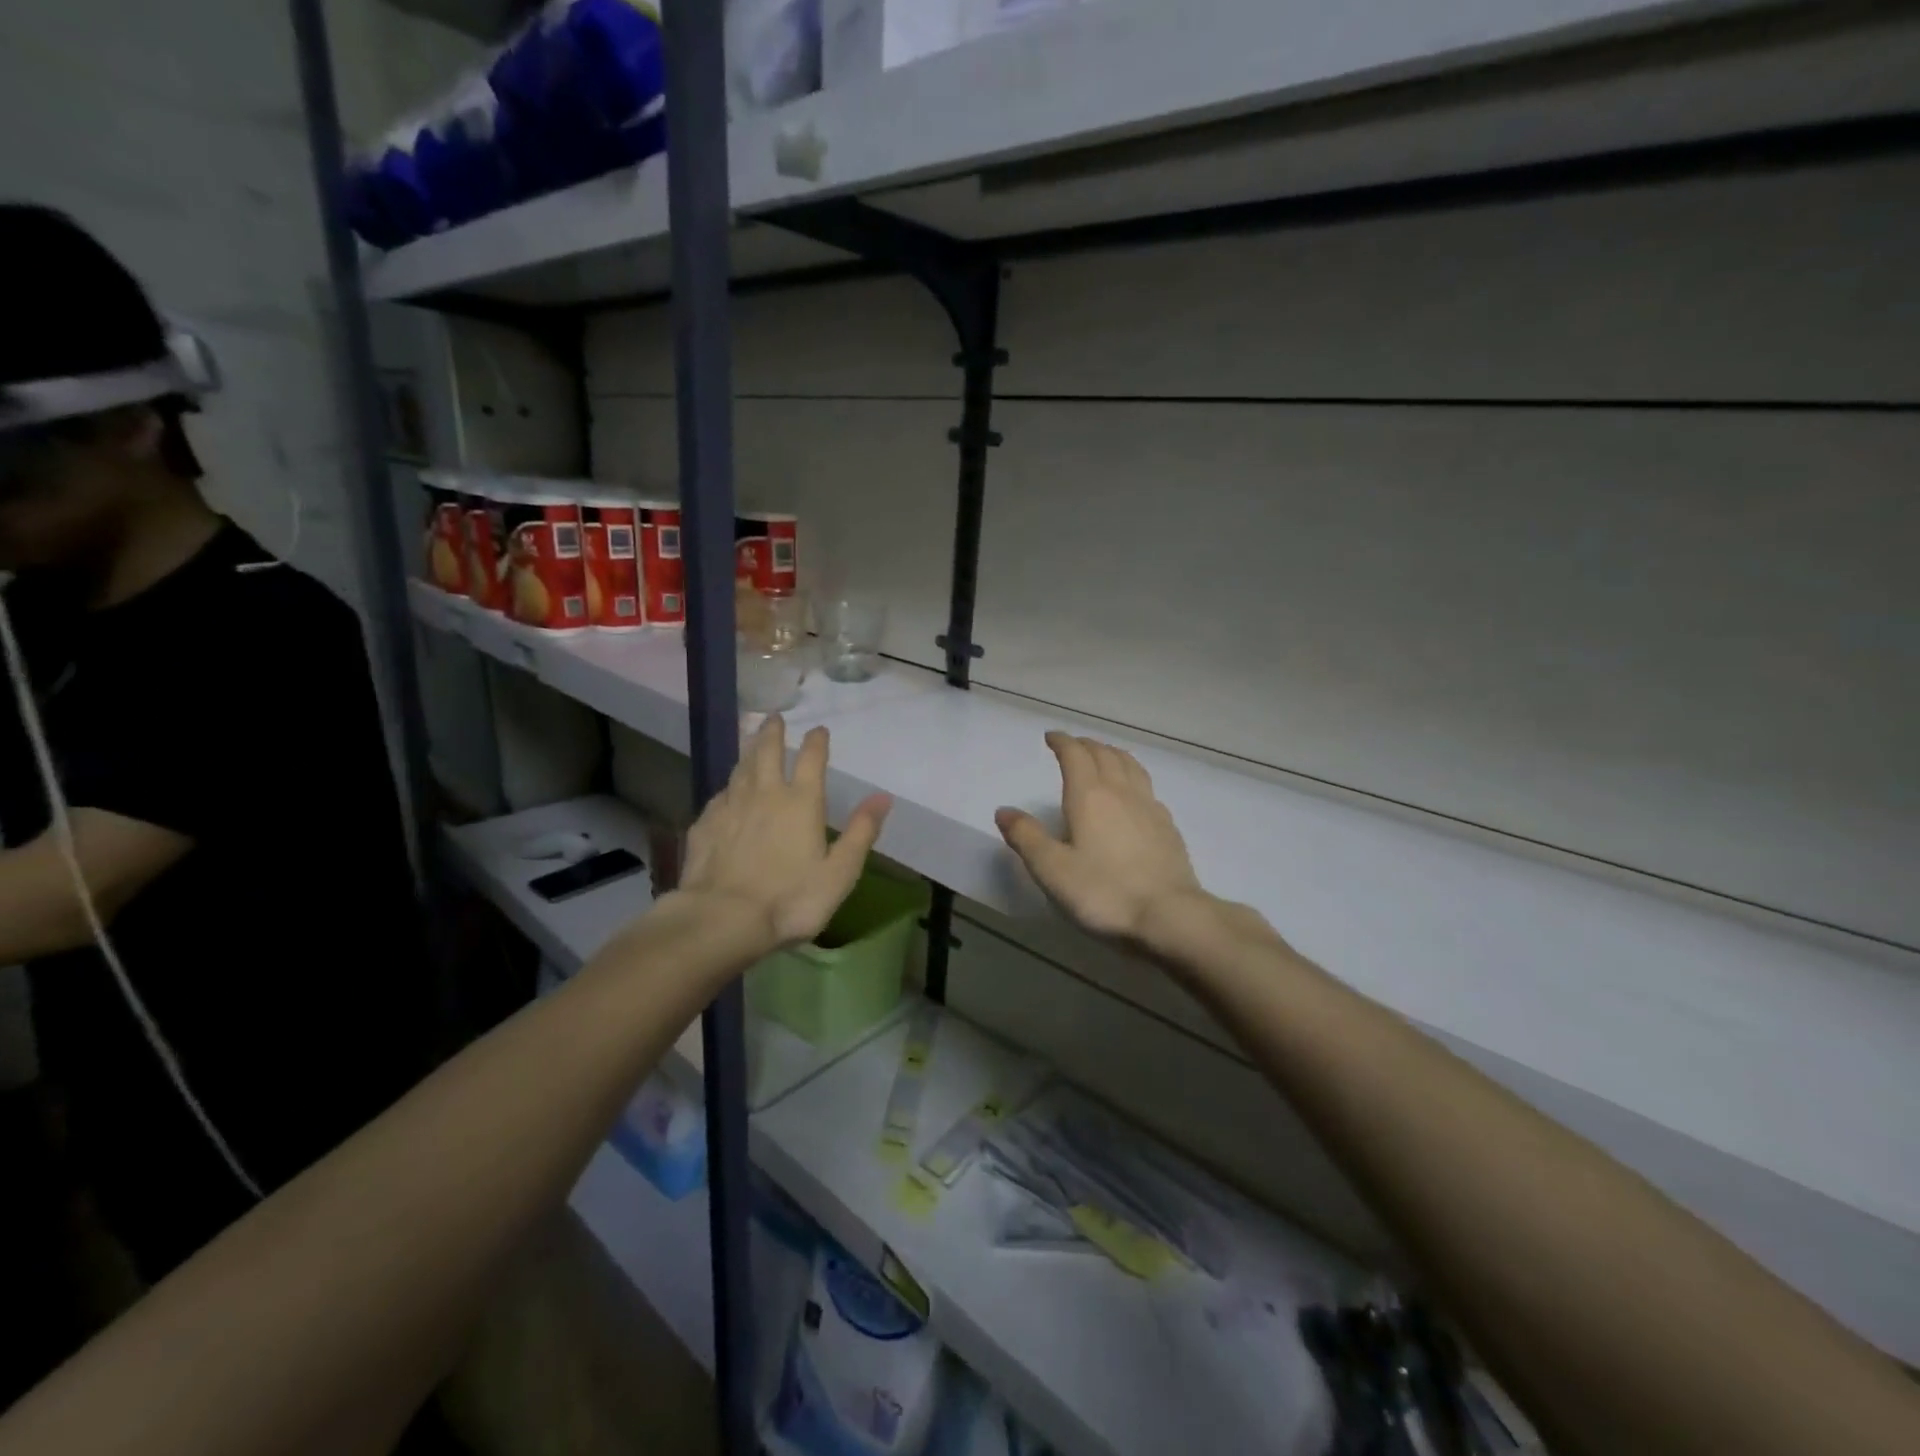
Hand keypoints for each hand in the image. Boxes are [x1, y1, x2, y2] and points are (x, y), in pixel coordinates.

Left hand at [679, 715, 891, 952]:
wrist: (722, 919)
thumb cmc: (790, 899)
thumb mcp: (840, 872)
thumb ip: (861, 832)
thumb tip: (883, 797)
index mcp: (801, 803)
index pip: (811, 759)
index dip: (816, 742)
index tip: (818, 729)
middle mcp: (764, 794)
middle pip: (766, 752)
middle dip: (772, 732)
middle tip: (773, 717)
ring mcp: (730, 808)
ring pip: (740, 769)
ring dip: (748, 752)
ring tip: (751, 742)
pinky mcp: (704, 826)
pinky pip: (719, 797)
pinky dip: (727, 788)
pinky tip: (726, 793)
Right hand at [996, 732, 1209, 944]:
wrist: (1169, 916)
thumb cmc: (1103, 892)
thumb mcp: (1051, 869)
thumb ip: (1026, 837)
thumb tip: (1004, 810)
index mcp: (1089, 796)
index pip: (1075, 755)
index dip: (1062, 742)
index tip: (1051, 737)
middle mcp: (1121, 792)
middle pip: (1105, 754)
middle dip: (1086, 745)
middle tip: (1073, 746)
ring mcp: (1149, 808)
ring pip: (1131, 766)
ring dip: (1113, 754)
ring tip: (1103, 757)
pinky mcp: (1168, 827)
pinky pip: (1147, 788)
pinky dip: (1133, 778)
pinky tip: (1133, 795)